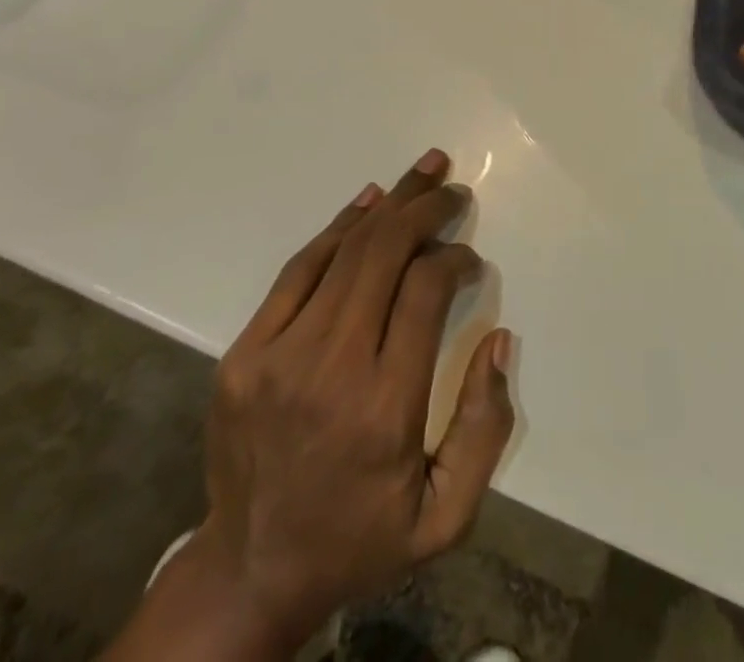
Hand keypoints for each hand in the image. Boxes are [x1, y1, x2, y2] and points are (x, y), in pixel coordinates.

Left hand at [161, 150, 514, 658]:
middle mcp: (330, 369)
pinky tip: (368, 202)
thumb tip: (499, 339)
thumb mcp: (444, 515)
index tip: (469, 260)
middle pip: (385, 255)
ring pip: (345, 252)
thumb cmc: (359, 539)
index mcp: (383, 407)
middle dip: (426, 211)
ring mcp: (277, 356)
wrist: (249, 572)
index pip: (425, 292)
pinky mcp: (244, 352)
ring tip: (424, 171)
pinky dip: (338, 228)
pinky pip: (299, 269)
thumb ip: (485, 428)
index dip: (454, 259)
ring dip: (391, 205)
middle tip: (453, 190)